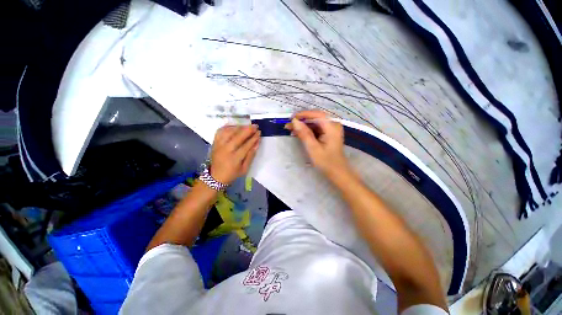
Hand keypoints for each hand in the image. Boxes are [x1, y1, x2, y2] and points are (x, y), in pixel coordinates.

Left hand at [210, 125, 260, 184]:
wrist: (216, 177)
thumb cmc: (232, 174)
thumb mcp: (244, 169)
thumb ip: (251, 156)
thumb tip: (257, 144)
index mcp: (234, 158)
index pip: (246, 145)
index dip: (253, 138)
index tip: (259, 133)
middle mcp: (226, 150)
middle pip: (237, 136)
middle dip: (248, 130)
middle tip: (255, 126)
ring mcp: (219, 145)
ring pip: (229, 132)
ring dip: (239, 127)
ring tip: (247, 126)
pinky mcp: (215, 143)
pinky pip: (220, 131)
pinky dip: (228, 127)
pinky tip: (235, 126)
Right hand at [285, 110, 349, 175]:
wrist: (337, 172)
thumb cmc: (326, 162)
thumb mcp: (313, 148)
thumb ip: (304, 134)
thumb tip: (294, 121)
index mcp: (332, 127)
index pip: (317, 114)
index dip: (303, 114)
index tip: (291, 118)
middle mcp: (333, 124)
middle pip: (315, 117)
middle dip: (302, 120)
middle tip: (289, 125)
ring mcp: (331, 129)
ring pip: (315, 123)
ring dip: (303, 125)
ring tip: (291, 129)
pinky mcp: (328, 133)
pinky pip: (316, 128)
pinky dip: (307, 130)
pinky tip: (299, 133)